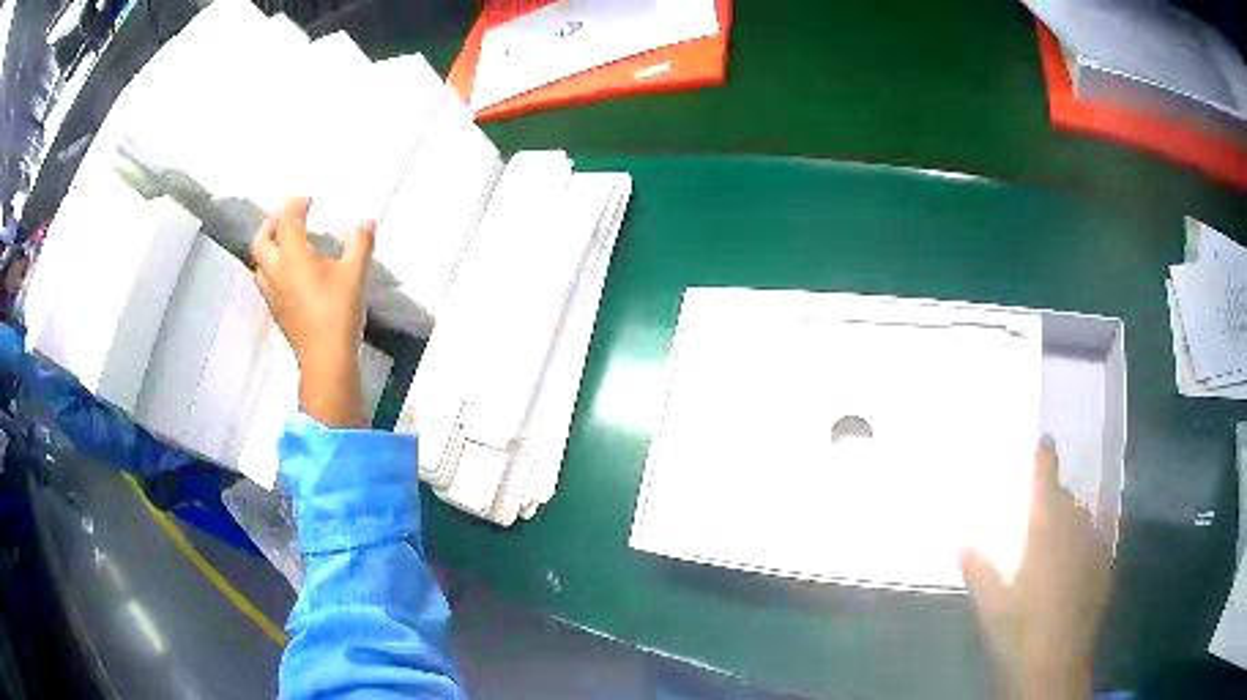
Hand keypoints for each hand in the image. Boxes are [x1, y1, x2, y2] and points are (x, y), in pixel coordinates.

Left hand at [251, 197, 374, 428]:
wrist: (326, 358)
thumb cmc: (338, 311)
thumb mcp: (355, 274)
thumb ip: (361, 244)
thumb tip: (368, 222)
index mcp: (293, 256)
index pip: (286, 221)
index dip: (295, 205)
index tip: (308, 200)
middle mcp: (276, 271)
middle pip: (261, 241)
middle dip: (271, 224)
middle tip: (286, 219)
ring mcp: (273, 294)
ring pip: (259, 264)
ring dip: (267, 248)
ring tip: (283, 245)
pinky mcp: (276, 311)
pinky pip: (265, 282)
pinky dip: (272, 269)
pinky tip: (287, 274)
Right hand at [960, 440, 1110, 699]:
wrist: (1055, 661)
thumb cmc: (1018, 627)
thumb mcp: (990, 601)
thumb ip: (977, 566)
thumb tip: (961, 536)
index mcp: (1046, 528)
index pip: (1047, 480)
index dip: (1045, 458)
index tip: (1045, 439)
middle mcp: (1075, 527)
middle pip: (1067, 499)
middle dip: (1055, 499)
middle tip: (1040, 514)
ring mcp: (1095, 545)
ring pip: (1084, 519)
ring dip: (1071, 520)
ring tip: (1057, 540)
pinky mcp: (1105, 565)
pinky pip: (1096, 540)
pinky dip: (1085, 542)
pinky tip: (1076, 562)